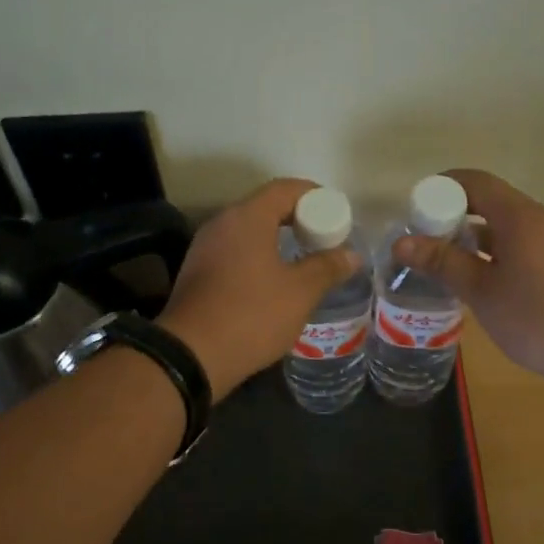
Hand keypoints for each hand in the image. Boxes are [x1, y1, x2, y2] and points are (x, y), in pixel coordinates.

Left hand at [160, 179, 362, 401]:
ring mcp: (204, 248)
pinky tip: (271, 282)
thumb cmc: (252, 314)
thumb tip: (351, 254)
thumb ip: (327, 267)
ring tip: (302, 261)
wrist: (191, 355)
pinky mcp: (196, 273)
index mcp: (247, 217)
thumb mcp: (300, 292)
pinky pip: (233, 252)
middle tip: (323, 239)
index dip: (315, 196)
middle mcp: (221, 223)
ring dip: (275, 240)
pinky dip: (256, 257)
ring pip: (247, 232)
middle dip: (297, 219)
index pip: (285, 189)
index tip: (337, 214)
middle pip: (265, 207)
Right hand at [392, 169, 543, 385]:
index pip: (475, 182)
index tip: (415, 211)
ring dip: (471, 236)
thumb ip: (442, 262)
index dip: (441, 188)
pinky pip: (518, 243)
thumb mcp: (480, 291)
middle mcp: (539, 219)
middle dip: (452, 214)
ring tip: (441, 260)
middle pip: (489, 200)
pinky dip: (492, 251)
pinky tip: (474, 278)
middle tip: (422, 239)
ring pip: (504, 224)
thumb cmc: (535, 318)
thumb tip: (402, 242)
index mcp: (519, 216)